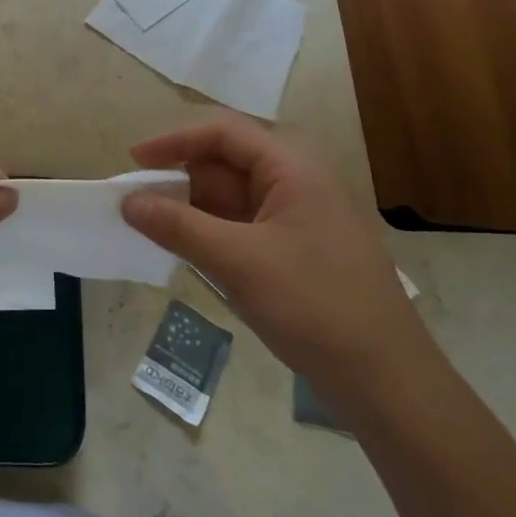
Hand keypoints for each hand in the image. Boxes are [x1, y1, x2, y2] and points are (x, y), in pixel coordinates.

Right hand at [121, 114, 432, 401]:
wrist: (388, 382)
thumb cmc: (315, 305)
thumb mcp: (239, 261)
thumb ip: (178, 226)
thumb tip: (128, 202)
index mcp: (292, 170)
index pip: (224, 134)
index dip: (175, 141)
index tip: (134, 161)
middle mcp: (296, 185)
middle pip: (226, 165)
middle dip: (179, 179)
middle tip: (136, 203)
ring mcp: (297, 221)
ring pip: (232, 200)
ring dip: (192, 209)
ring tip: (150, 228)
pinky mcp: (295, 254)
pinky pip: (242, 229)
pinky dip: (210, 234)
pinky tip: (185, 251)